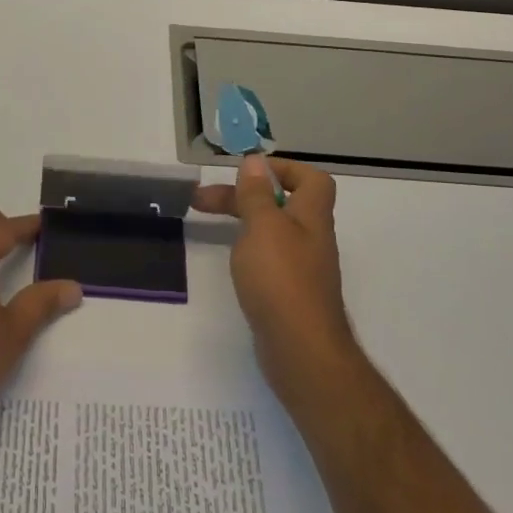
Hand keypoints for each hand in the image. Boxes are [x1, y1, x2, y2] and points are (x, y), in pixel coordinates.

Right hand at [192, 155, 357, 401]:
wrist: (301, 351)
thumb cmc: (281, 280)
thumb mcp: (263, 227)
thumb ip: (257, 194)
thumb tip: (255, 161)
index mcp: (311, 217)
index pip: (311, 179)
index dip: (283, 169)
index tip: (247, 172)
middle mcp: (311, 239)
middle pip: (281, 204)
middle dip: (242, 195)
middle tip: (201, 199)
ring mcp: (302, 269)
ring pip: (272, 232)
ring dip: (242, 221)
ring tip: (208, 222)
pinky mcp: (289, 294)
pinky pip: (269, 260)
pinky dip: (248, 251)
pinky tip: (231, 258)